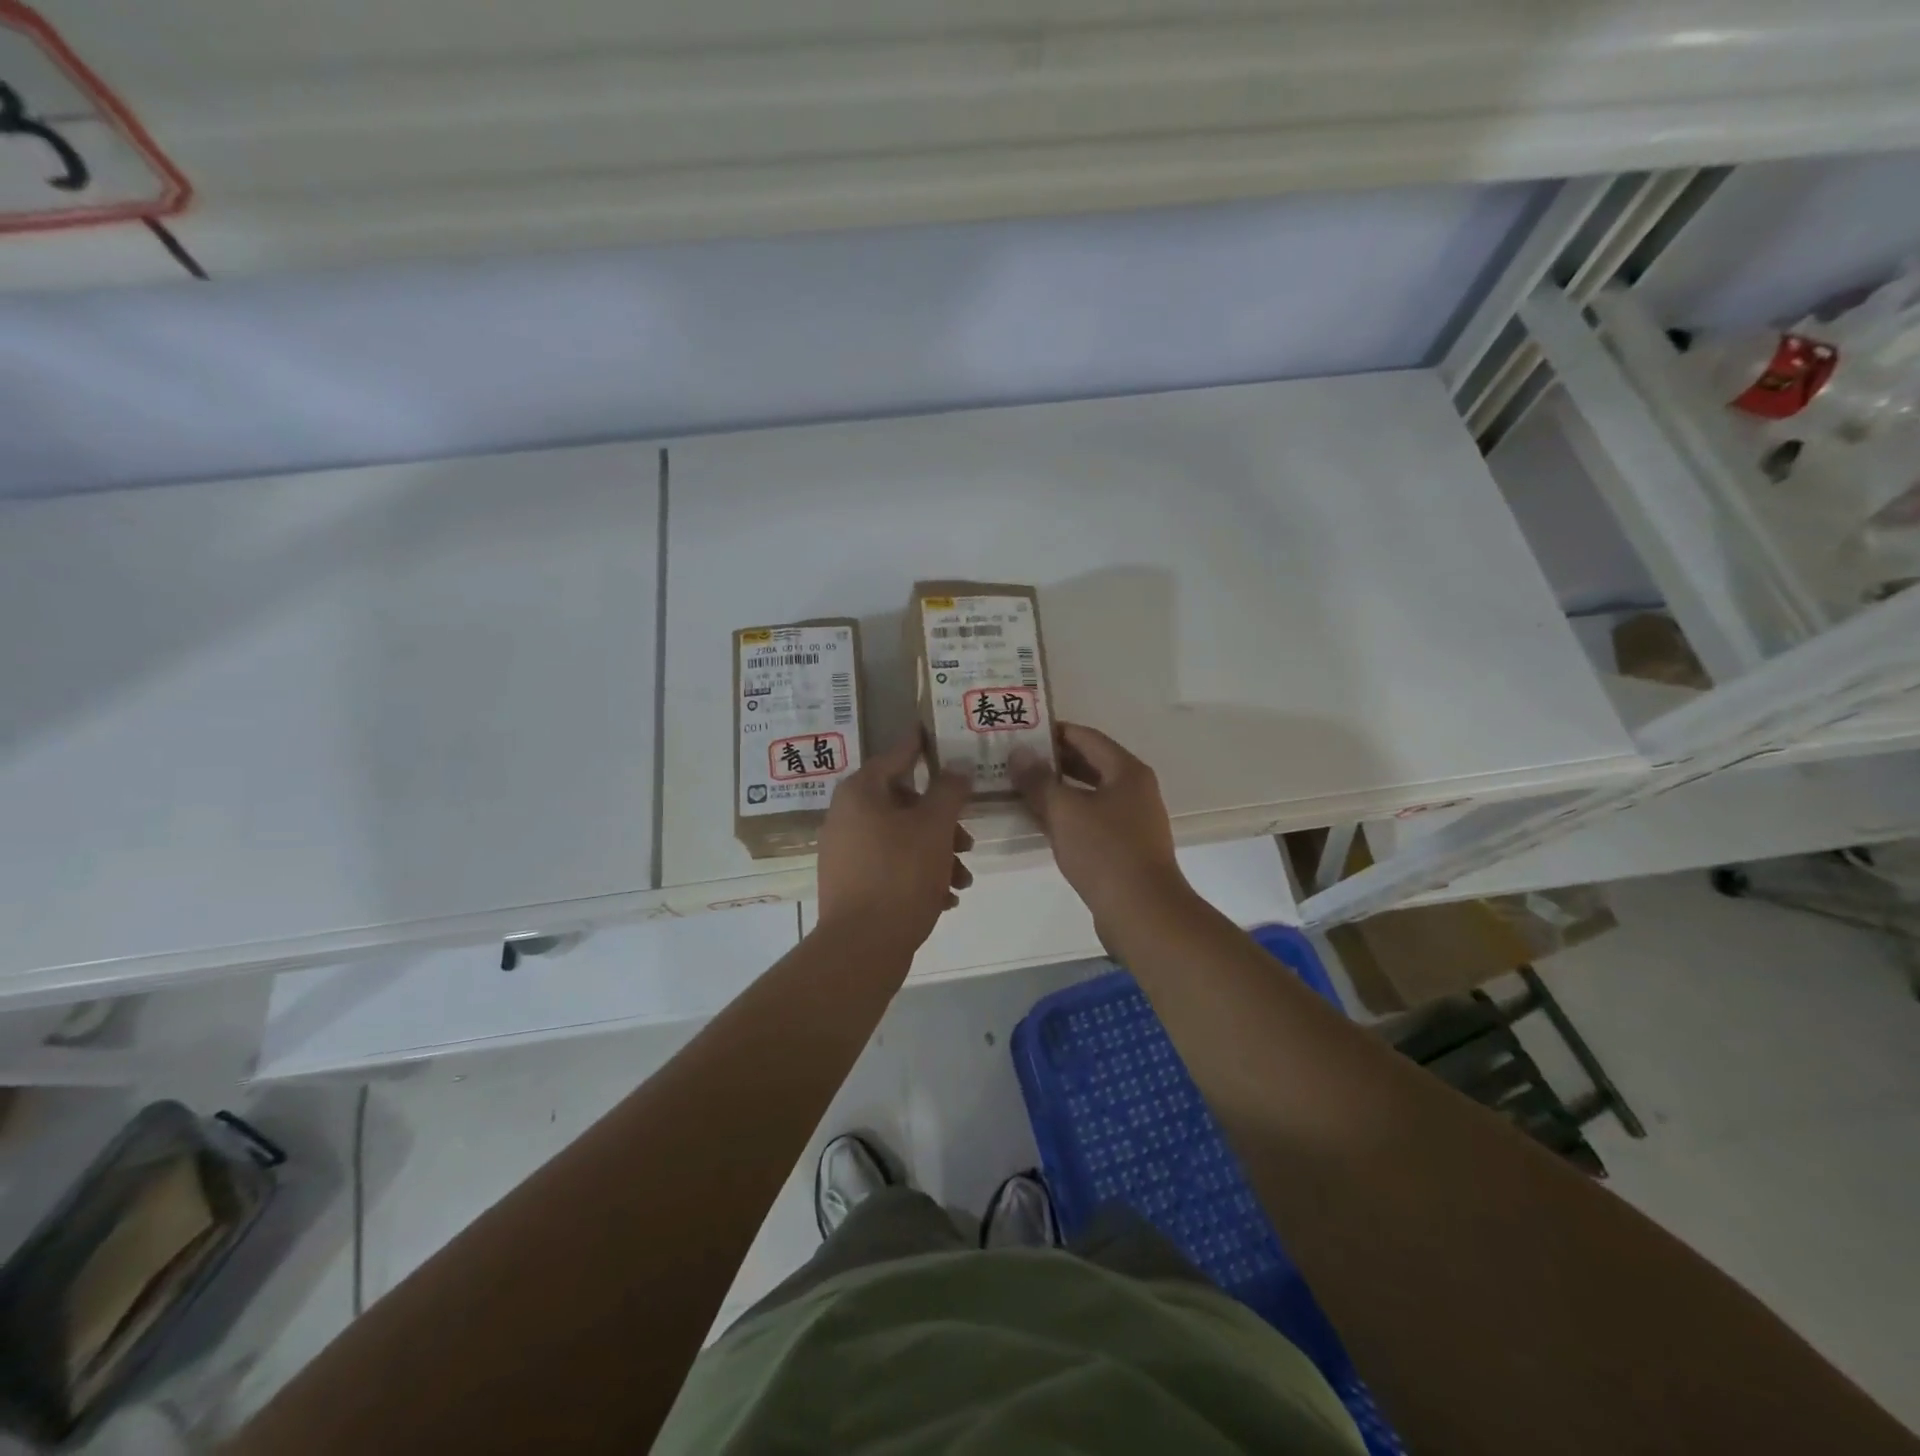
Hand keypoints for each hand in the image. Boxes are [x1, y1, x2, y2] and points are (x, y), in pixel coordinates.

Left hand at [815, 733, 973, 949]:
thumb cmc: (900, 874)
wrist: (861, 947)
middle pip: (904, 803)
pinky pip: (891, 867)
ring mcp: (845, 852)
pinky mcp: (851, 884)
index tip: (941, 736)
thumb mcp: (934, 826)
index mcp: (860, 792)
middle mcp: (846, 816)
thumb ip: (949, 790)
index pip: (897, 755)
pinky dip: (919, 875)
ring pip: (902, 839)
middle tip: (968, 839)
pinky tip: (947, 898)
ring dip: (938, 853)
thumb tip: (957, 765)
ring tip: (964, 879)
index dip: (923, 746)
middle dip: (942, 821)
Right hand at [1010, 723, 1190, 925]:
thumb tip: (1019, 752)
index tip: (1020, 731)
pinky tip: (1039, 821)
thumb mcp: (1064, 811)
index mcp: (1126, 771)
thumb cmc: (1104, 852)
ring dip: (1055, 790)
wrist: (1142, 912)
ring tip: (1018, 788)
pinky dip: (1066, 816)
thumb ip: (1038, 780)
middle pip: (1088, 763)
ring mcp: (1131, 820)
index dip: (1052, 731)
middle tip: (1013, 759)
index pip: (1086, 737)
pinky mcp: (1124, 847)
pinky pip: (1090, 819)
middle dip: (1051, 761)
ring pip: (1087, 794)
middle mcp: (1134, 789)